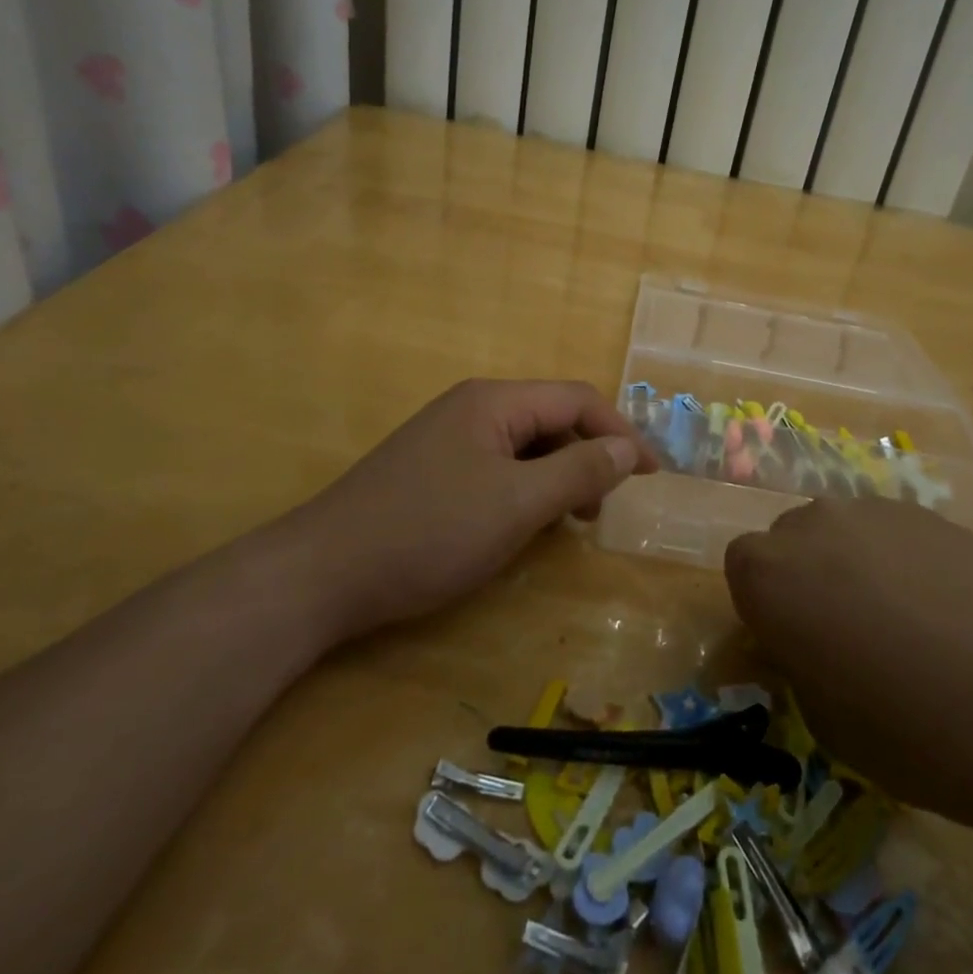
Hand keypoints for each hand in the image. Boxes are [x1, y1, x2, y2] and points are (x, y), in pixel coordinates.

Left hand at [283, 379, 656, 642]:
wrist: (321, 574)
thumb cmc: (429, 532)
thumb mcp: (517, 504)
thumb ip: (578, 471)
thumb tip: (628, 449)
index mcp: (495, 401)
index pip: (577, 399)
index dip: (621, 433)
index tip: (652, 477)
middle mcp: (472, 408)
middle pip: (552, 418)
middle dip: (588, 456)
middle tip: (605, 507)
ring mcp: (448, 439)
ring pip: (525, 446)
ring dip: (558, 476)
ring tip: (570, 521)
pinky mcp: (432, 471)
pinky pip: (497, 467)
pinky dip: (525, 490)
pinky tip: (523, 523)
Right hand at [725, 498, 972, 838]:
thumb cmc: (917, 732)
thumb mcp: (828, 722)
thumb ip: (793, 667)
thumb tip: (786, 648)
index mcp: (770, 574)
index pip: (740, 571)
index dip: (764, 611)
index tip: (792, 649)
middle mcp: (813, 524)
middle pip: (789, 543)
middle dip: (802, 582)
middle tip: (843, 638)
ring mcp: (876, 510)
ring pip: (841, 533)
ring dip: (850, 568)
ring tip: (902, 625)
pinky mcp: (931, 513)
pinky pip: (891, 533)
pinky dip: (899, 562)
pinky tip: (945, 611)